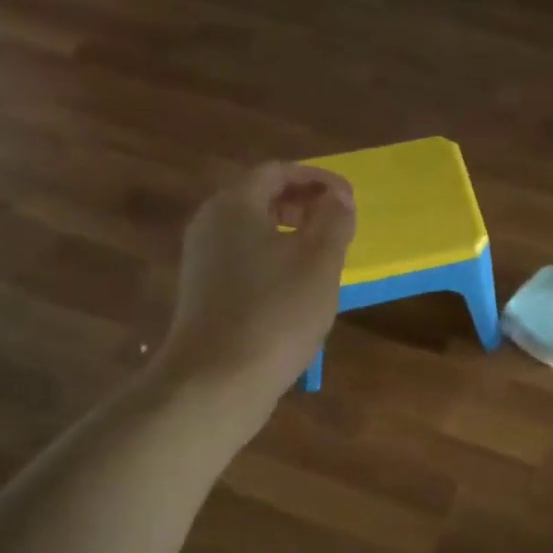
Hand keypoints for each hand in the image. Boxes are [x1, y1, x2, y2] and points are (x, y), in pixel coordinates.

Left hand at [157, 163, 355, 408]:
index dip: (318, 179)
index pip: (278, 171)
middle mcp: (211, 223)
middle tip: (337, 223)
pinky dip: (273, 258)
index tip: (350, 200)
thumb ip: (333, 220)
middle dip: (303, 203)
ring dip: (290, 233)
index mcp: (235, 204)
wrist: (216, 381)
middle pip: (260, 196)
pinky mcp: (204, 292)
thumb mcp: (320, 260)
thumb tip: (337, 198)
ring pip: (252, 230)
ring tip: (323, 255)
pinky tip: (296, 288)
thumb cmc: (275, 313)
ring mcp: (202, 259)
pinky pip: (243, 258)